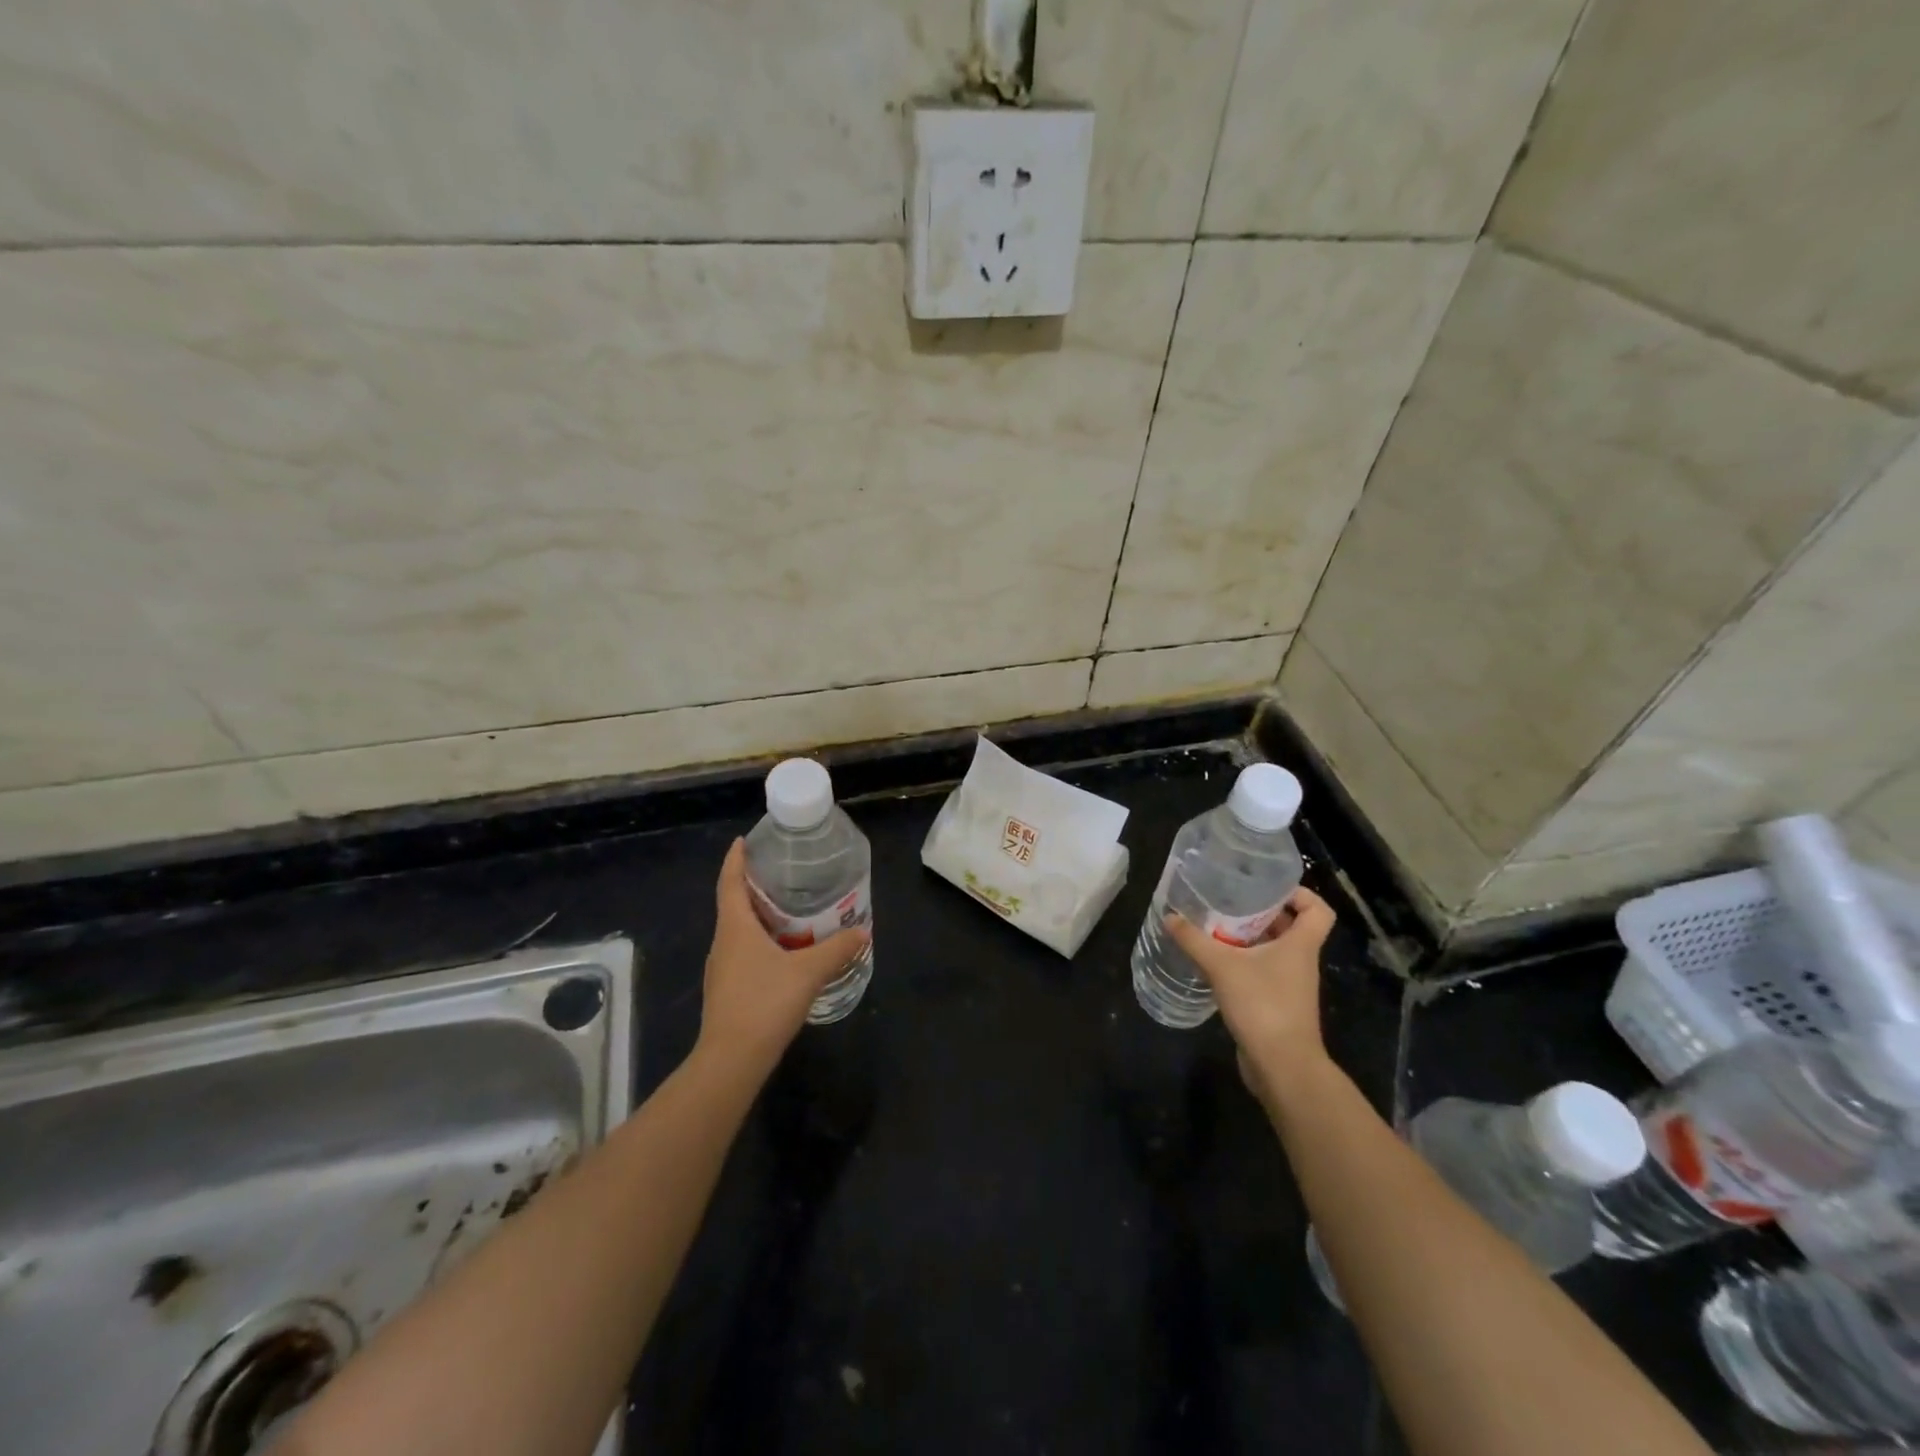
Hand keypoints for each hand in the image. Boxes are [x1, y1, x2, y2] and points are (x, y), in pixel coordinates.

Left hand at [695, 839, 869, 1082]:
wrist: (732, 1060)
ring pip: (738, 931)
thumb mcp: (808, 972)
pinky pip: (742, 953)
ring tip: (787, 908)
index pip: (730, 882)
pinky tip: (783, 951)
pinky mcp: (727, 990)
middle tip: (780, 873)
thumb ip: (837, 949)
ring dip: (757, 916)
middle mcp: (723, 943)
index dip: (735, 860)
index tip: (743, 841)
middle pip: (733, 904)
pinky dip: (760, 941)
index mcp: (735, 928)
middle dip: (752, 886)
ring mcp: (721, 969)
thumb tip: (863, 930)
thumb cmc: (765, 1003)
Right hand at [1166, 886, 1335, 1102]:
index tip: (1268, 888)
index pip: (1318, 910)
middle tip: (1231, 902)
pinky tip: (1216, 962)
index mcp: (1300, 945)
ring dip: (1251, 939)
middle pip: (1292, 927)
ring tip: (1217, 928)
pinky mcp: (1277, 1004)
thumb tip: (1169, 917)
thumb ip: (1194, 940)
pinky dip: (1244, 963)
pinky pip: (1264, 973)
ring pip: (1275, 951)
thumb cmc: (1263, 1005)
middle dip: (1264, 913)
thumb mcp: (1222, 966)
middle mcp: (1300, 962)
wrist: (1281, 1067)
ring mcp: (1290, 985)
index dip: (1300, 894)